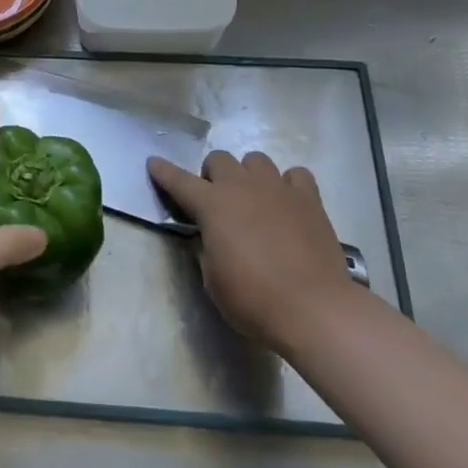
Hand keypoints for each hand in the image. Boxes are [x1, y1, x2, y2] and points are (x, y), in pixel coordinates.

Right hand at [147, 151, 357, 352]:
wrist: (313, 308)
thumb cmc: (253, 299)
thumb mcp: (213, 278)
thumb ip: (207, 248)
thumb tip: (212, 236)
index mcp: (212, 205)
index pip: (179, 181)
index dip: (163, 172)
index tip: (154, 163)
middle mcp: (242, 187)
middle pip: (219, 159)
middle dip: (213, 175)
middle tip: (217, 201)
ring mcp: (278, 189)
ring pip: (256, 160)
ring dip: (249, 175)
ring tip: (254, 199)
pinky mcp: (309, 199)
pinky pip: (295, 175)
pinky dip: (288, 184)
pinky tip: (288, 203)